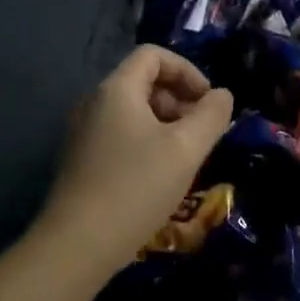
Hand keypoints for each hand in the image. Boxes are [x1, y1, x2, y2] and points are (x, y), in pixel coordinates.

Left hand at [38, 46, 233, 273]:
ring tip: (185, 157)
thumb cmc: (136, 187)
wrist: (77, 246)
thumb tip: (222, 95)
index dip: (187, 70)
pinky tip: (160, 176)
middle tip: (202, 132)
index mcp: (116, 89)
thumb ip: (211, 115)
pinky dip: (146, 142)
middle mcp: (94, 103)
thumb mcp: (186, 149)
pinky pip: (120, 135)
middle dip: (179, 99)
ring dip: (165, 123)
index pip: (153, 55)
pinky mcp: (80, 161)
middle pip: (143, 82)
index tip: (208, 101)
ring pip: (132, 111)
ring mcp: (83, 133)